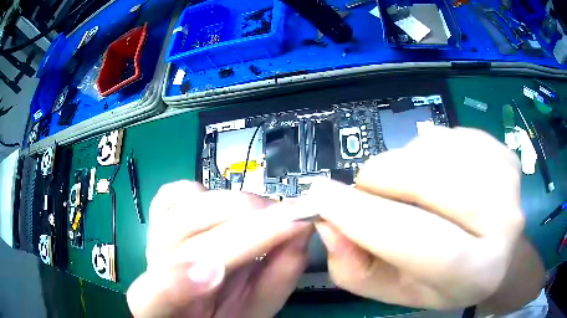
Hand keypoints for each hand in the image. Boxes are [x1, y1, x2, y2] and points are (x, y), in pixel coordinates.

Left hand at [127, 181, 312, 317]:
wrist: (201, 304)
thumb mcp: (256, 310)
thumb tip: (301, 234)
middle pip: (181, 236)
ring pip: (181, 205)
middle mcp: (150, 266)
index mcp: (165, 306)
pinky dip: (204, 191)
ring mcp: (153, 236)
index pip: (154, 295)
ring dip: (234, 204)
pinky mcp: (160, 217)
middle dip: (242, 224)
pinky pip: (175, 193)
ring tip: (270, 212)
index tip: (218, 271)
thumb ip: (276, 281)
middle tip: (291, 218)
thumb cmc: (226, 312)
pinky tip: (228, 206)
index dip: (177, 283)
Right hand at [300, 127, 543, 310]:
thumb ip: (356, 268)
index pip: (423, 243)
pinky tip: (434, 174)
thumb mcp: (394, 290)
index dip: (366, 218)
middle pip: (431, 182)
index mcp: (478, 272)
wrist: (495, 252)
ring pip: (435, 150)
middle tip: (365, 190)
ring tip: (407, 188)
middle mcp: (505, 221)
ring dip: (404, 164)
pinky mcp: (502, 150)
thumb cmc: (444, 282)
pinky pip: (448, 135)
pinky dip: (426, 150)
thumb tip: (327, 223)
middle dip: (382, 179)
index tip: (321, 196)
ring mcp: (508, 178)